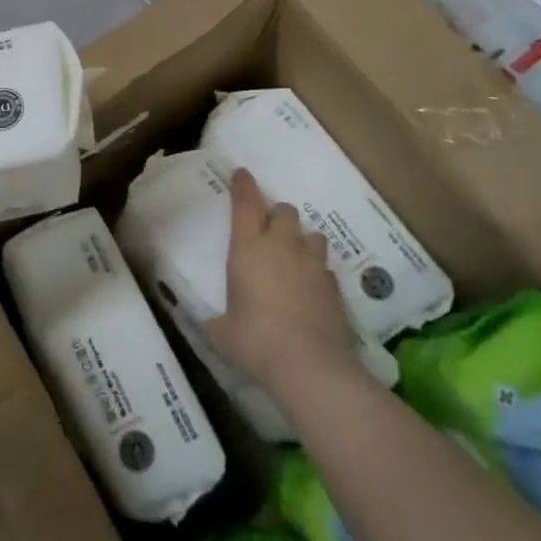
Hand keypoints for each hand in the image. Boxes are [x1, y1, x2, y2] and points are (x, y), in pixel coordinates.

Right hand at [204, 168, 359, 395]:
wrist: (311, 367)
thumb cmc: (255, 342)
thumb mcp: (221, 333)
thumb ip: (214, 322)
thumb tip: (206, 324)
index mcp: (248, 248)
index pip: (245, 203)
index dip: (243, 185)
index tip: (242, 173)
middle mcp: (281, 246)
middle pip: (284, 211)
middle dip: (276, 215)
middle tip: (268, 231)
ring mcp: (312, 263)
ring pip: (311, 234)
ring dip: (301, 240)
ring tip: (294, 257)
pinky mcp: (334, 285)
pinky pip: (324, 266)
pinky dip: (316, 270)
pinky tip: (311, 289)